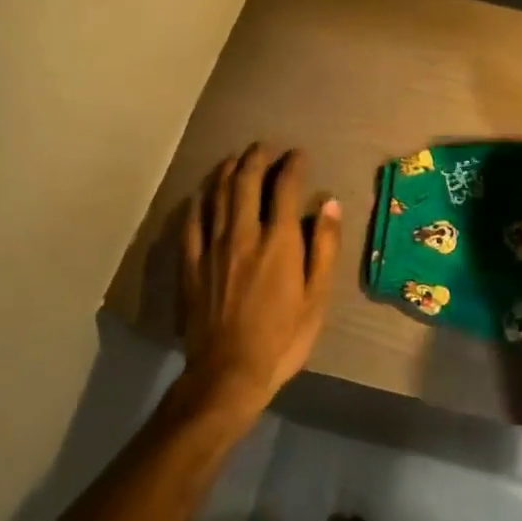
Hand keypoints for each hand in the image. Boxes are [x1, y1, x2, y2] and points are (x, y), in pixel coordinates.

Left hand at [178, 144, 341, 415]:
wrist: (228, 374)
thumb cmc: (283, 337)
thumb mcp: (317, 297)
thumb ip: (324, 247)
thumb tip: (330, 203)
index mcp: (279, 241)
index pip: (285, 187)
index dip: (292, 165)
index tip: (298, 154)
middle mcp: (244, 234)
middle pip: (247, 182)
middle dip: (257, 157)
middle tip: (265, 147)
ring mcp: (213, 247)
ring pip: (218, 195)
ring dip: (228, 170)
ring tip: (236, 158)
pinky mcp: (191, 264)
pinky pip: (192, 222)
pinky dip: (199, 201)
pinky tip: (202, 193)